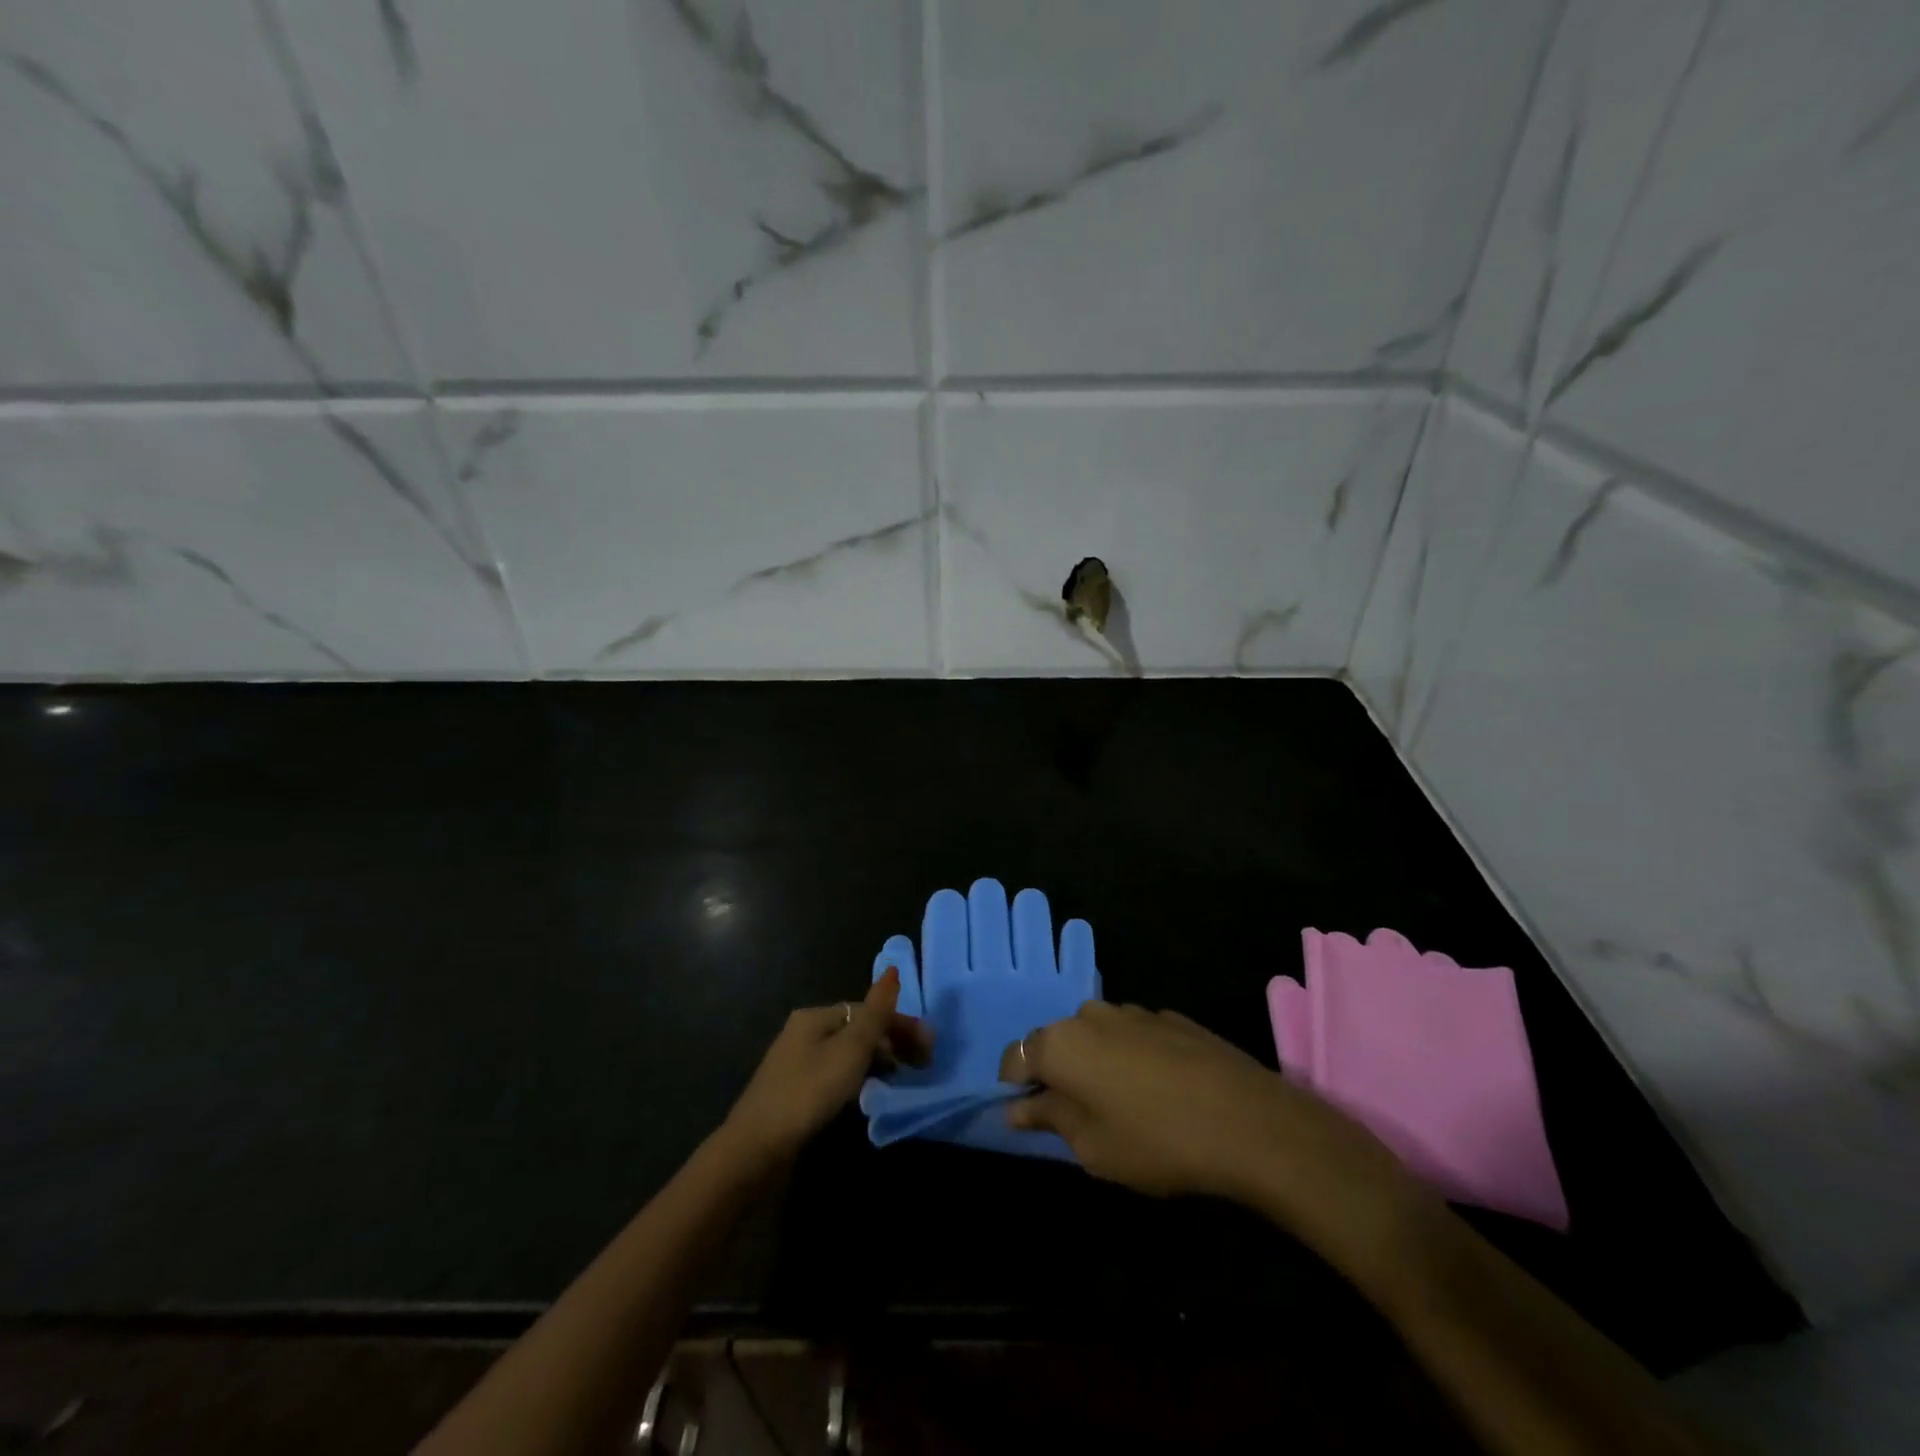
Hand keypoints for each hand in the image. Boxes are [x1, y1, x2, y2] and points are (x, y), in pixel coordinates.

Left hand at [723, 968, 931, 1171]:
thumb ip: (876, 1012)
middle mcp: (804, 1032)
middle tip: (921, 1065)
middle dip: (891, 1042)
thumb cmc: (809, 1092)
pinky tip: (869, 1095)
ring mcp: (797, 1063)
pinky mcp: (795, 1093)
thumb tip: (893, 969)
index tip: (928, 1048)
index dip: (899, 1024)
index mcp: (816, 1016)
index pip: (867, 1010)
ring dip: (877, 1061)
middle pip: (857, 1030)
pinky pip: (836, 1075)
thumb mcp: (850, 1049)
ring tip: (901, 1079)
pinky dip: (858, 1079)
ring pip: (847, 1054)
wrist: (756, 1150)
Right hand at [1001, 1004, 1426, 1252]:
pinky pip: (1133, 1035)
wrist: (1247, 1120)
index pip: (1016, 1058)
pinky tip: (1160, 1090)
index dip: (1016, 1088)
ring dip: (1097, 1062)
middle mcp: (1089, 1015)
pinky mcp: (1169, 1016)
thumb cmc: (1156, 1141)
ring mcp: (1133, 1011)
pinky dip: (1132, 1057)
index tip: (1029, 1116)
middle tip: (1079, 1116)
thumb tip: (1017, 1108)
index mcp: (1060, 1044)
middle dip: (1059, 1073)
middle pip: (1057, 1042)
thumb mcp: (1092, 1147)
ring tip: (1124, 1104)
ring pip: (1097, 1035)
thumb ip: (1049, 1119)